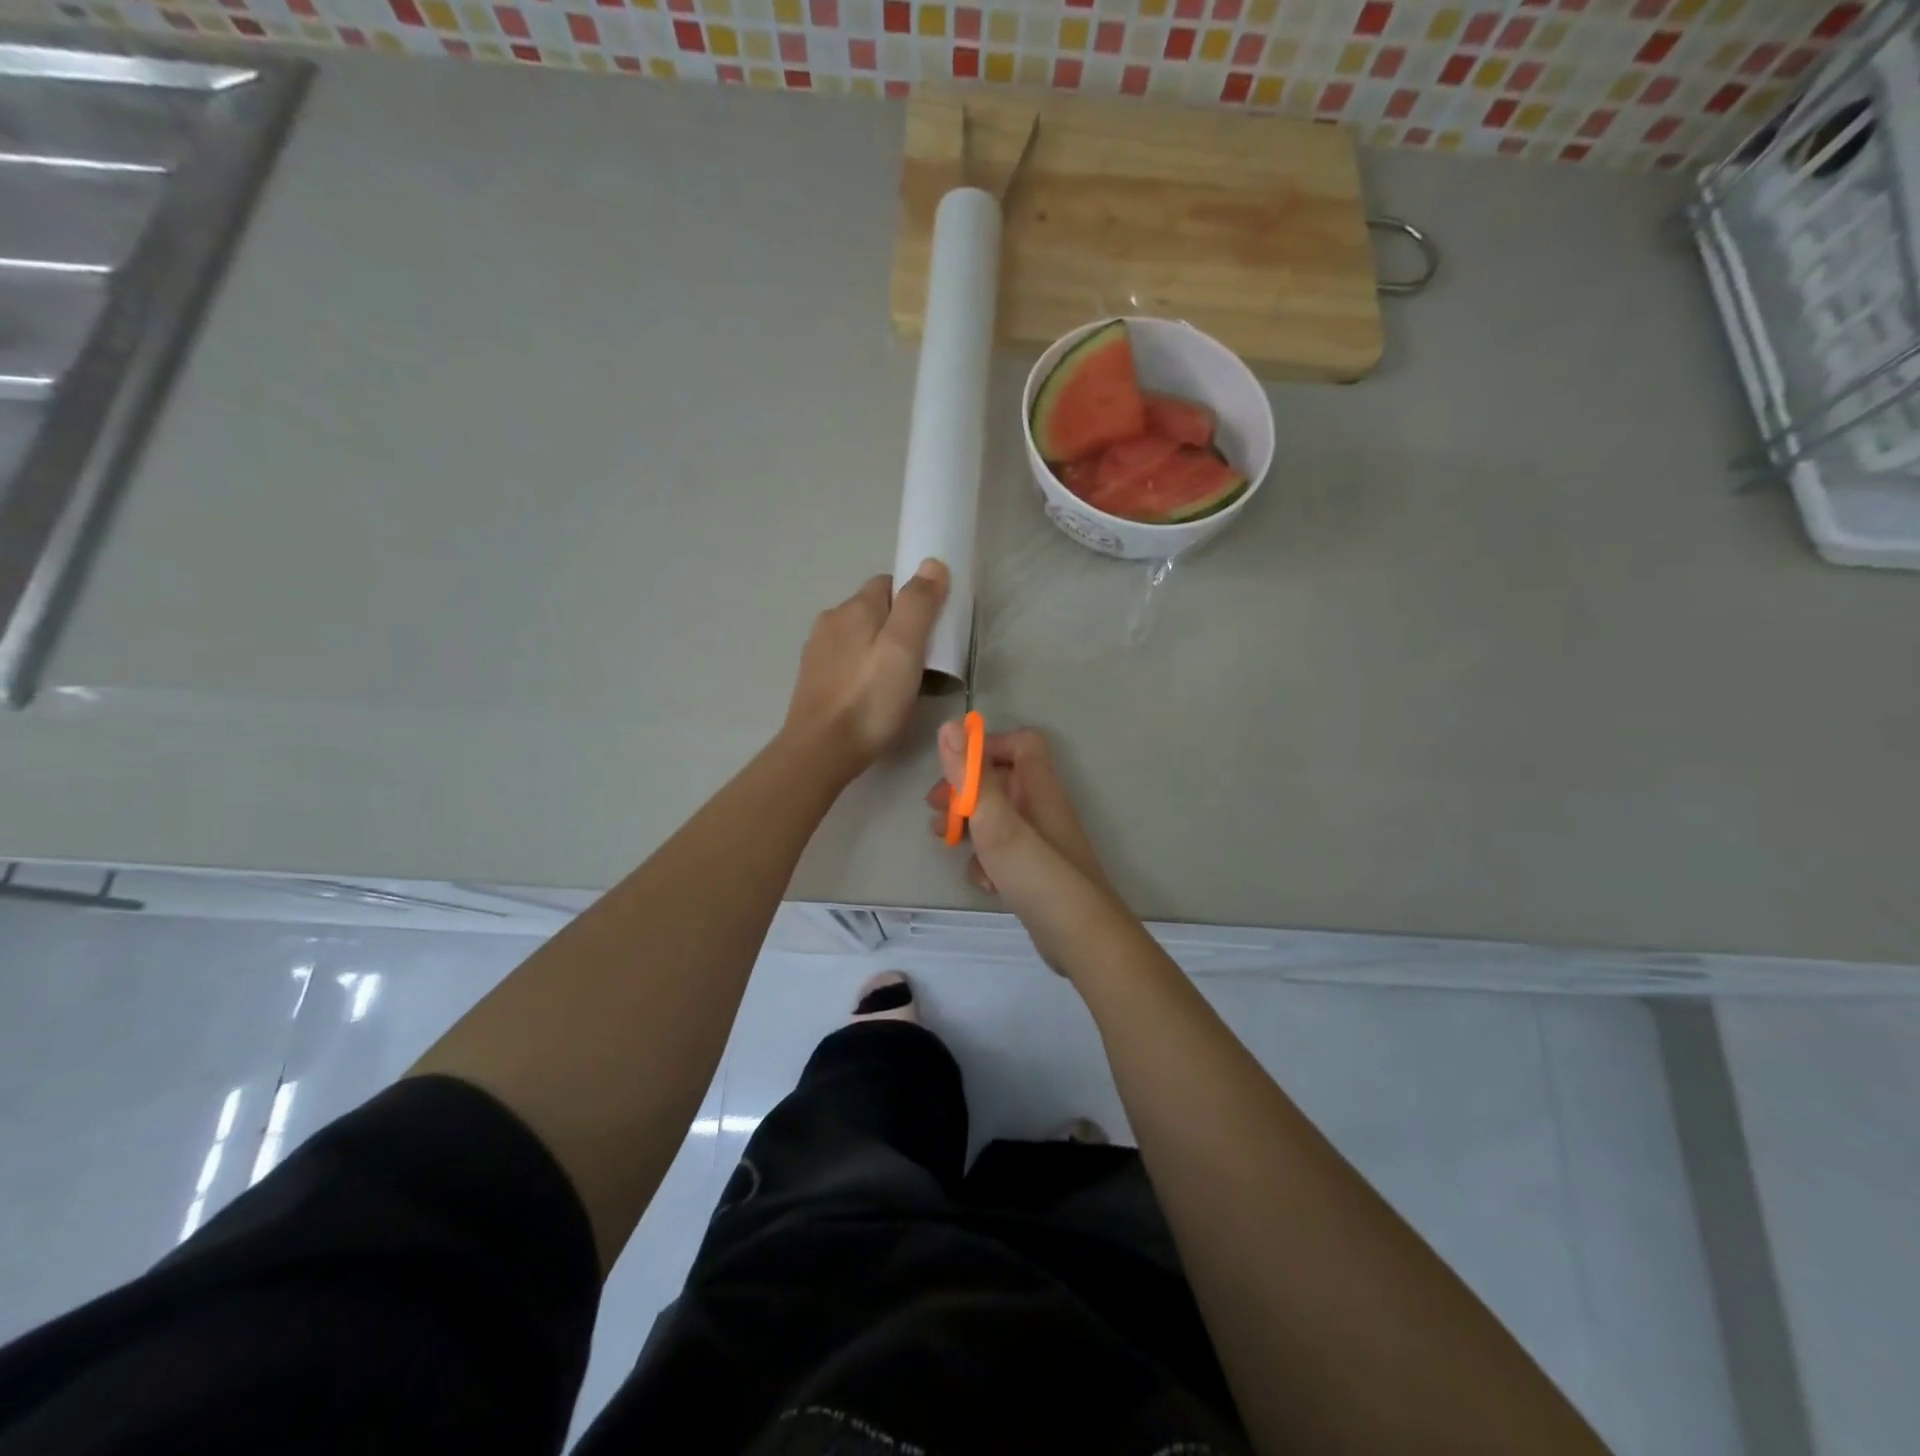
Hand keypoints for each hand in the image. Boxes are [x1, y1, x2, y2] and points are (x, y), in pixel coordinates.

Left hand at [784, 560, 949, 774]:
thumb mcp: (904, 648)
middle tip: (923, 661)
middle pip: (875, 611)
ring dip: (881, 650)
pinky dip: (864, 670)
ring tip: (900, 683)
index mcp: (854, 607)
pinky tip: (873, 696)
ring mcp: (818, 651)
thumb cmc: (870, 699)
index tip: (934, 630)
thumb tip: (932, 563)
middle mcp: (831, 621)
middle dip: (900, 627)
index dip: (915, 600)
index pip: (890, 583)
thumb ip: (919, 603)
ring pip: (860, 638)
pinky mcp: (814, 679)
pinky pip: (848, 662)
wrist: (820, 751)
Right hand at [925, 724, 1109, 899]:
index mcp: (1039, 788)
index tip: (954, 769)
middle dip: (965, 792)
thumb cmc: (1038, 875)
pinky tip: (983, 883)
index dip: (986, 747)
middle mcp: (1042, 809)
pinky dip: (987, 862)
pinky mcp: (1036, 873)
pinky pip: (1004, 854)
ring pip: (998, 819)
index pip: (1020, 743)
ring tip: (945, 842)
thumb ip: (972, 776)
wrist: (1082, 940)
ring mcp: (1041, 843)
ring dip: (969, 827)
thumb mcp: (997, 822)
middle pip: (1001, 781)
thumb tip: (950, 725)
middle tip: (935, 810)